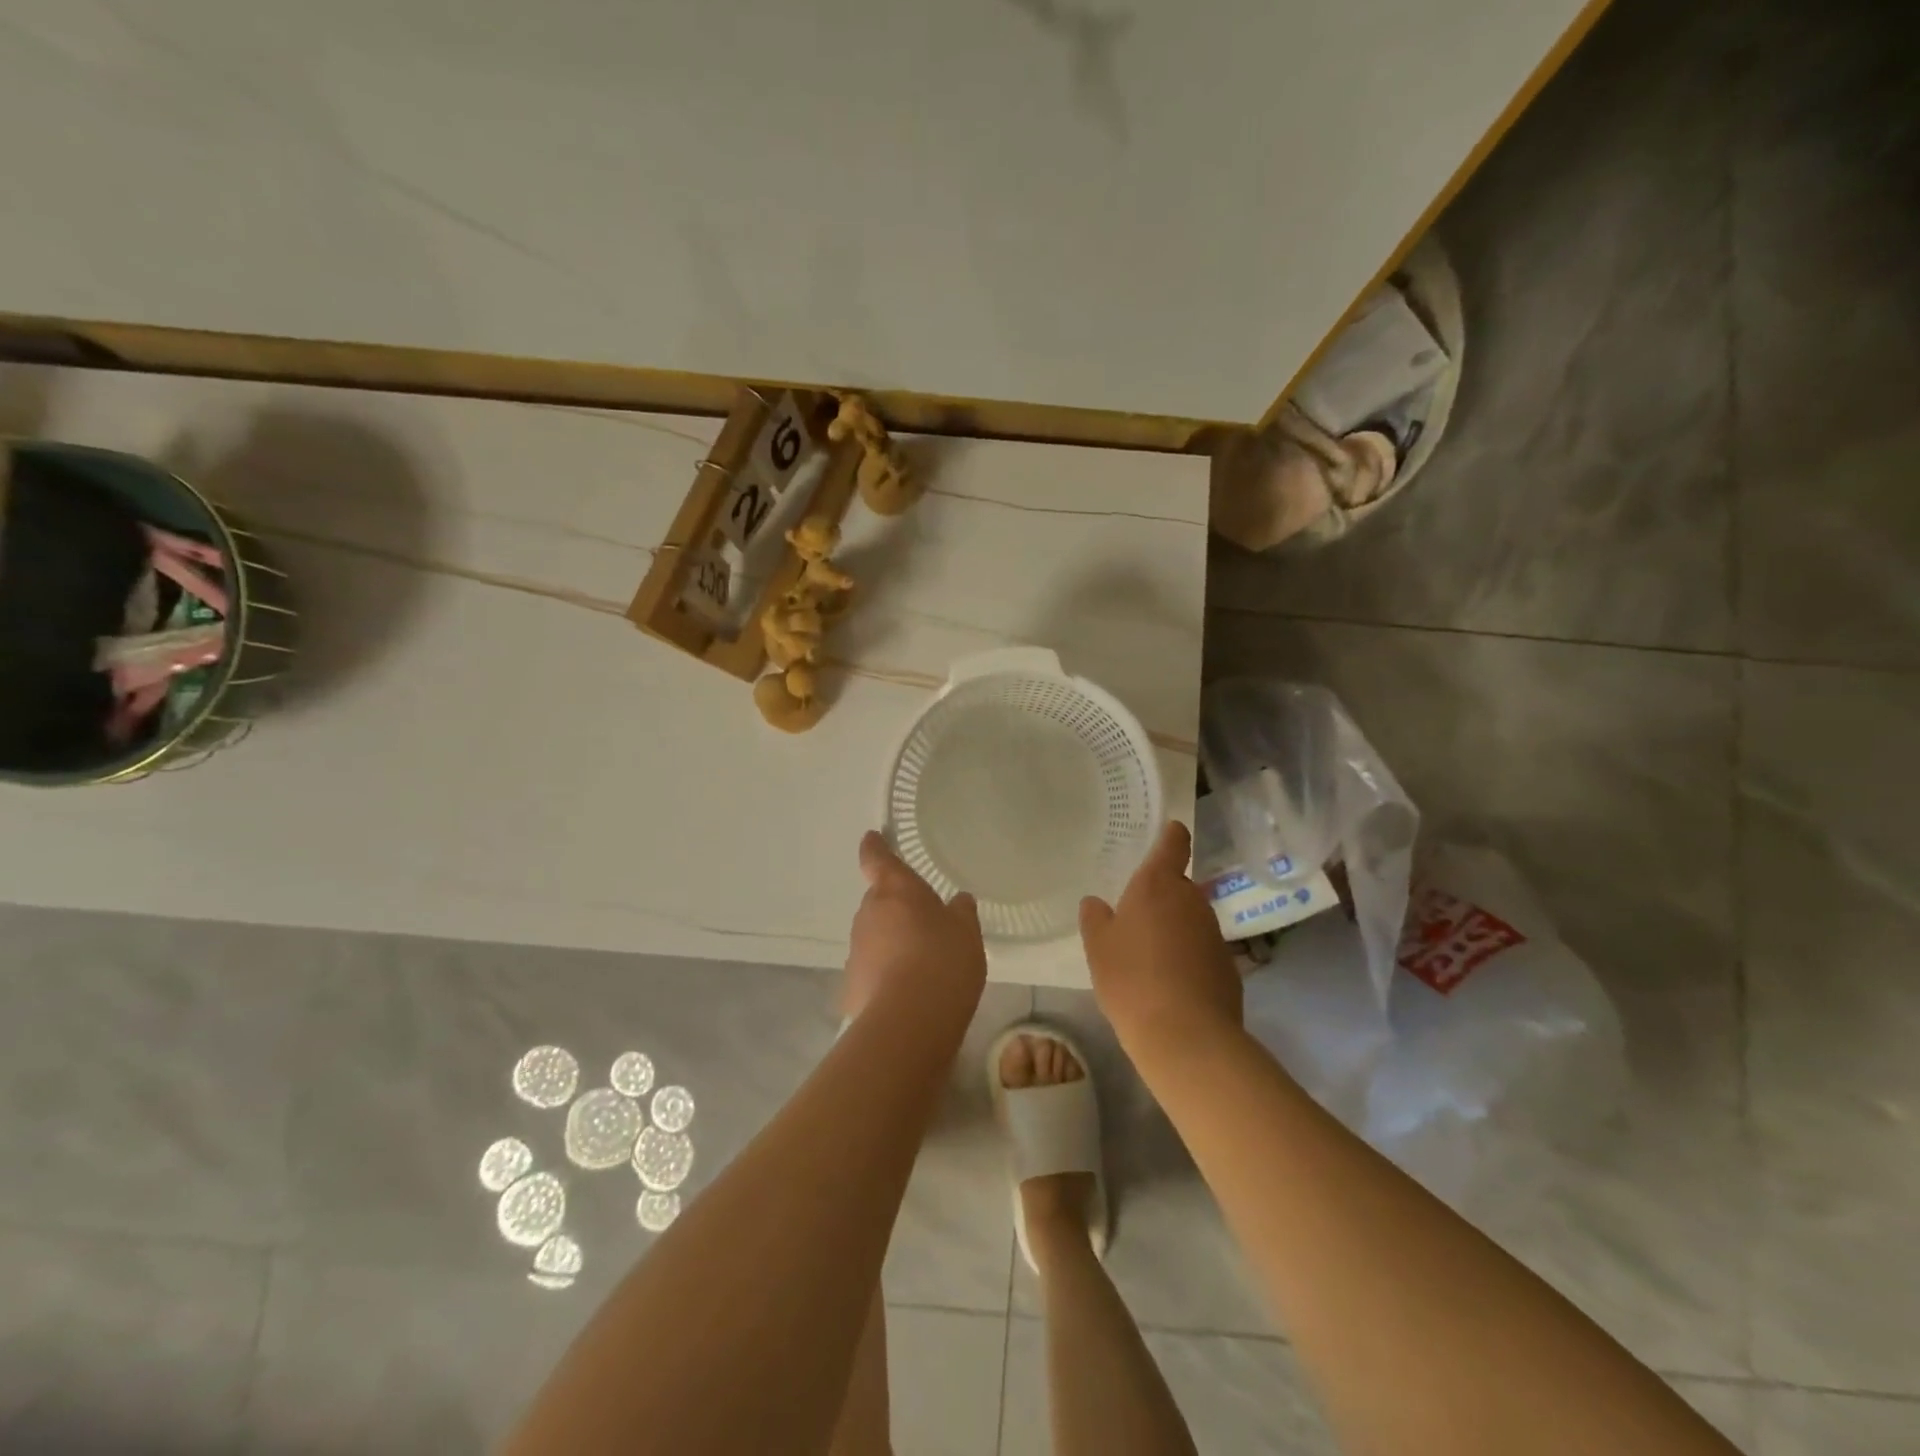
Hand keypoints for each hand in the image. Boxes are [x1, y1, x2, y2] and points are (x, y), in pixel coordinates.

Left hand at [843, 831, 987, 1021]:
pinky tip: (909, 994)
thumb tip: (958, 901)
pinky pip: (873, 971)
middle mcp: (869, 913)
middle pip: (880, 902)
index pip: (877, 858)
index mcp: (895, 890)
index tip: (872, 837)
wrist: (909, 1021)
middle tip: (925, 923)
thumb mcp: (966, 932)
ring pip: (875, 937)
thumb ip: (961, 912)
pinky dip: (886, 976)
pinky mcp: (852, 985)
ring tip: (923, 965)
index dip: (875, 847)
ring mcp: (856, 950)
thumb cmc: (943, 960)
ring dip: (893, 943)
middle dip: (897, 909)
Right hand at [1080, 821, 1241, 1067]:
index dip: (1170, 836)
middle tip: (1134, 921)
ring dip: (1174, 929)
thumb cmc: (1131, 978)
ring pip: (1190, 919)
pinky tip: (1170, 986)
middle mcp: (1192, 900)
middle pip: (1178, 886)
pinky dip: (1187, 958)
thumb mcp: (1098, 946)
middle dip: (1160, 898)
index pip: (1173, 843)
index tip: (1167, 834)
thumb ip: (1095, 918)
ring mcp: (1214, 933)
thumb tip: (1097, 903)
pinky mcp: (1229, 966)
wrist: (1185, 1035)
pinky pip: (1201, 950)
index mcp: (1158, 884)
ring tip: (1148, 959)